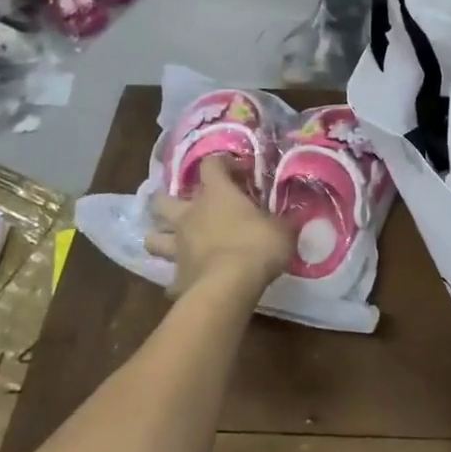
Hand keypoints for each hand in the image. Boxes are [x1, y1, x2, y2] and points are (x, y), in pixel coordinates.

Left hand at [146, 157, 292, 297]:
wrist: (228, 287)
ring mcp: (178, 247)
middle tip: (186, 206)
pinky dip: (178, 277)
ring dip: (160, 237)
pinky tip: (189, 281)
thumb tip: (297, 214)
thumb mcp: (283, 230)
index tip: (239, 173)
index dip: (223, 164)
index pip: (211, 165)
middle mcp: (190, 216)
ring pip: (153, 238)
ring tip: (172, 241)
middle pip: (162, 200)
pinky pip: (171, 276)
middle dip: (167, 199)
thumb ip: (286, 220)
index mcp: (216, 195)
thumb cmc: (257, 247)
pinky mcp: (176, 277)